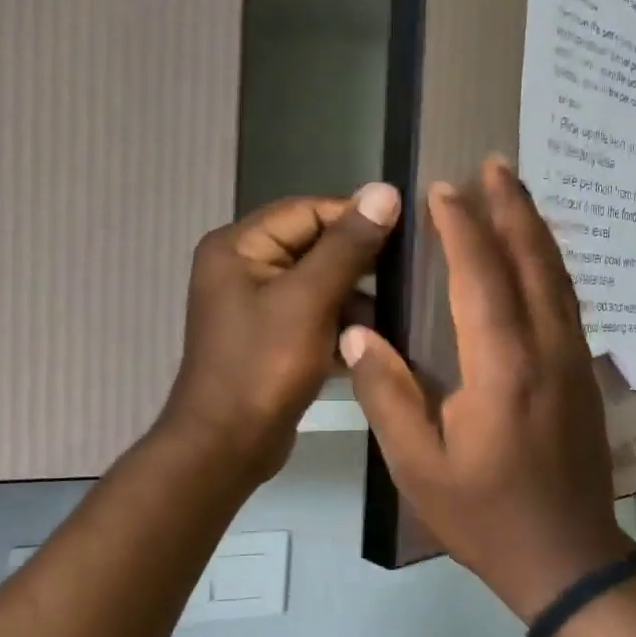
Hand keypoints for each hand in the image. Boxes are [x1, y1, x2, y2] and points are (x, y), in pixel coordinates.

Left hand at [162, 183, 399, 481]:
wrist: (227, 446)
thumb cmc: (263, 367)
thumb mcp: (308, 301)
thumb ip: (347, 247)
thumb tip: (384, 190)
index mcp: (238, 246)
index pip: (307, 211)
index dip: (355, 218)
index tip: (406, 233)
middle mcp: (242, 268)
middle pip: (312, 247)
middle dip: (358, 263)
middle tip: (408, 274)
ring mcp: (255, 307)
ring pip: (317, 285)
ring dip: (354, 298)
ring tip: (396, 311)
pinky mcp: (271, 340)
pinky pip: (312, 317)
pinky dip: (340, 326)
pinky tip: (372, 340)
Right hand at [341, 157, 633, 620]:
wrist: (566, 558)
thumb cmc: (484, 517)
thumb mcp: (418, 467)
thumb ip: (387, 394)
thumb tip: (357, 332)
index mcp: (502, 368)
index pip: (480, 277)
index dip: (461, 227)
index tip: (443, 188)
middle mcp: (546, 350)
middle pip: (531, 261)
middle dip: (511, 208)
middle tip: (494, 162)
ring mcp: (574, 362)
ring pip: (557, 277)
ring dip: (535, 229)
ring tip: (517, 192)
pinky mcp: (584, 377)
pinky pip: (567, 302)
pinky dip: (550, 266)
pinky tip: (538, 259)